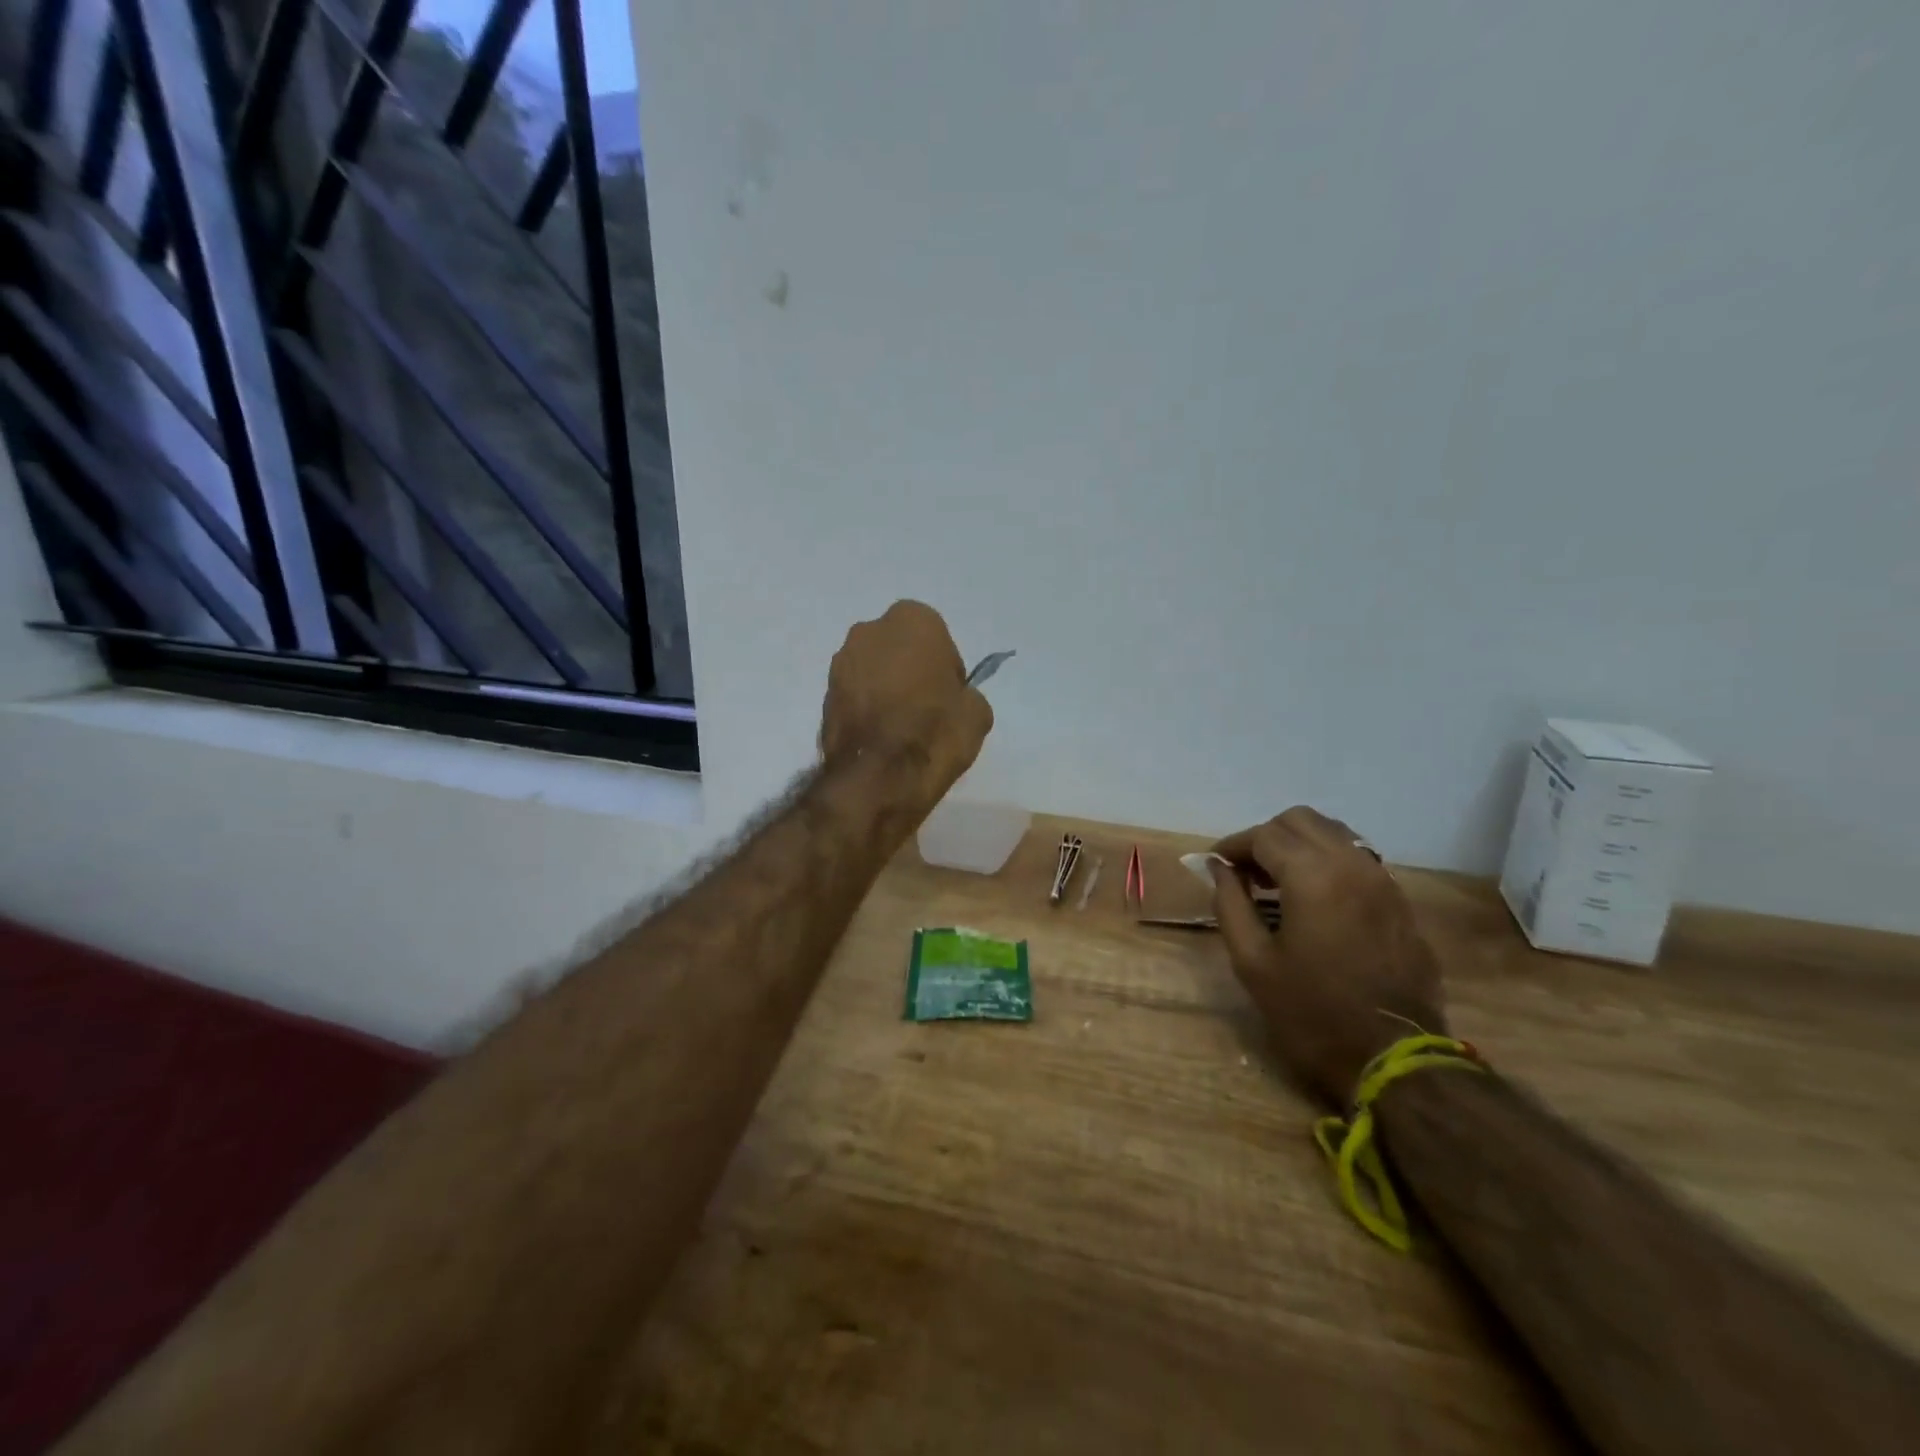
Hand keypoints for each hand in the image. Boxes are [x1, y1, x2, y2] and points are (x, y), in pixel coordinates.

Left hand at [820, 600, 992, 794]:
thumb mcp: (977, 714)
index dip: (946, 669)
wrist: (876, 778)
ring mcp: (840, 662)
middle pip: (899, 649)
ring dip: (885, 689)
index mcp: (913, 620)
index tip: (949, 698)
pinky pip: (855, 695)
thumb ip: (965, 694)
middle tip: (925, 709)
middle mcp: (870, 631)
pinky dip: (866, 709)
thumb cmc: (933, 732)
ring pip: (873, 671)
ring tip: (900, 729)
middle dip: (910, 671)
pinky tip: (879, 739)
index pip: (938, 639)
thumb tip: (954, 700)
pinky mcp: (822, 695)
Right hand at [1210, 807, 1446, 1105]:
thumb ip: (1230, 904)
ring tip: (1277, 881)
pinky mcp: (1399, 901)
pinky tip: (1313, 896)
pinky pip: (1357, 858)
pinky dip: (1327, 860)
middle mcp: (1351, 864)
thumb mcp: (1252, 961)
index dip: (1234, 845)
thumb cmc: (1311, 1012)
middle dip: (1266, 837)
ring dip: (1299, 844)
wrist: (1394, 1058)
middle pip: (1301, 821)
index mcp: (1312, 876)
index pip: (1265, 835)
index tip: (1216, 865)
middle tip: (1246, 871)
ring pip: (1334, 833)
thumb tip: (1219, 869)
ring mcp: (1382, 880)